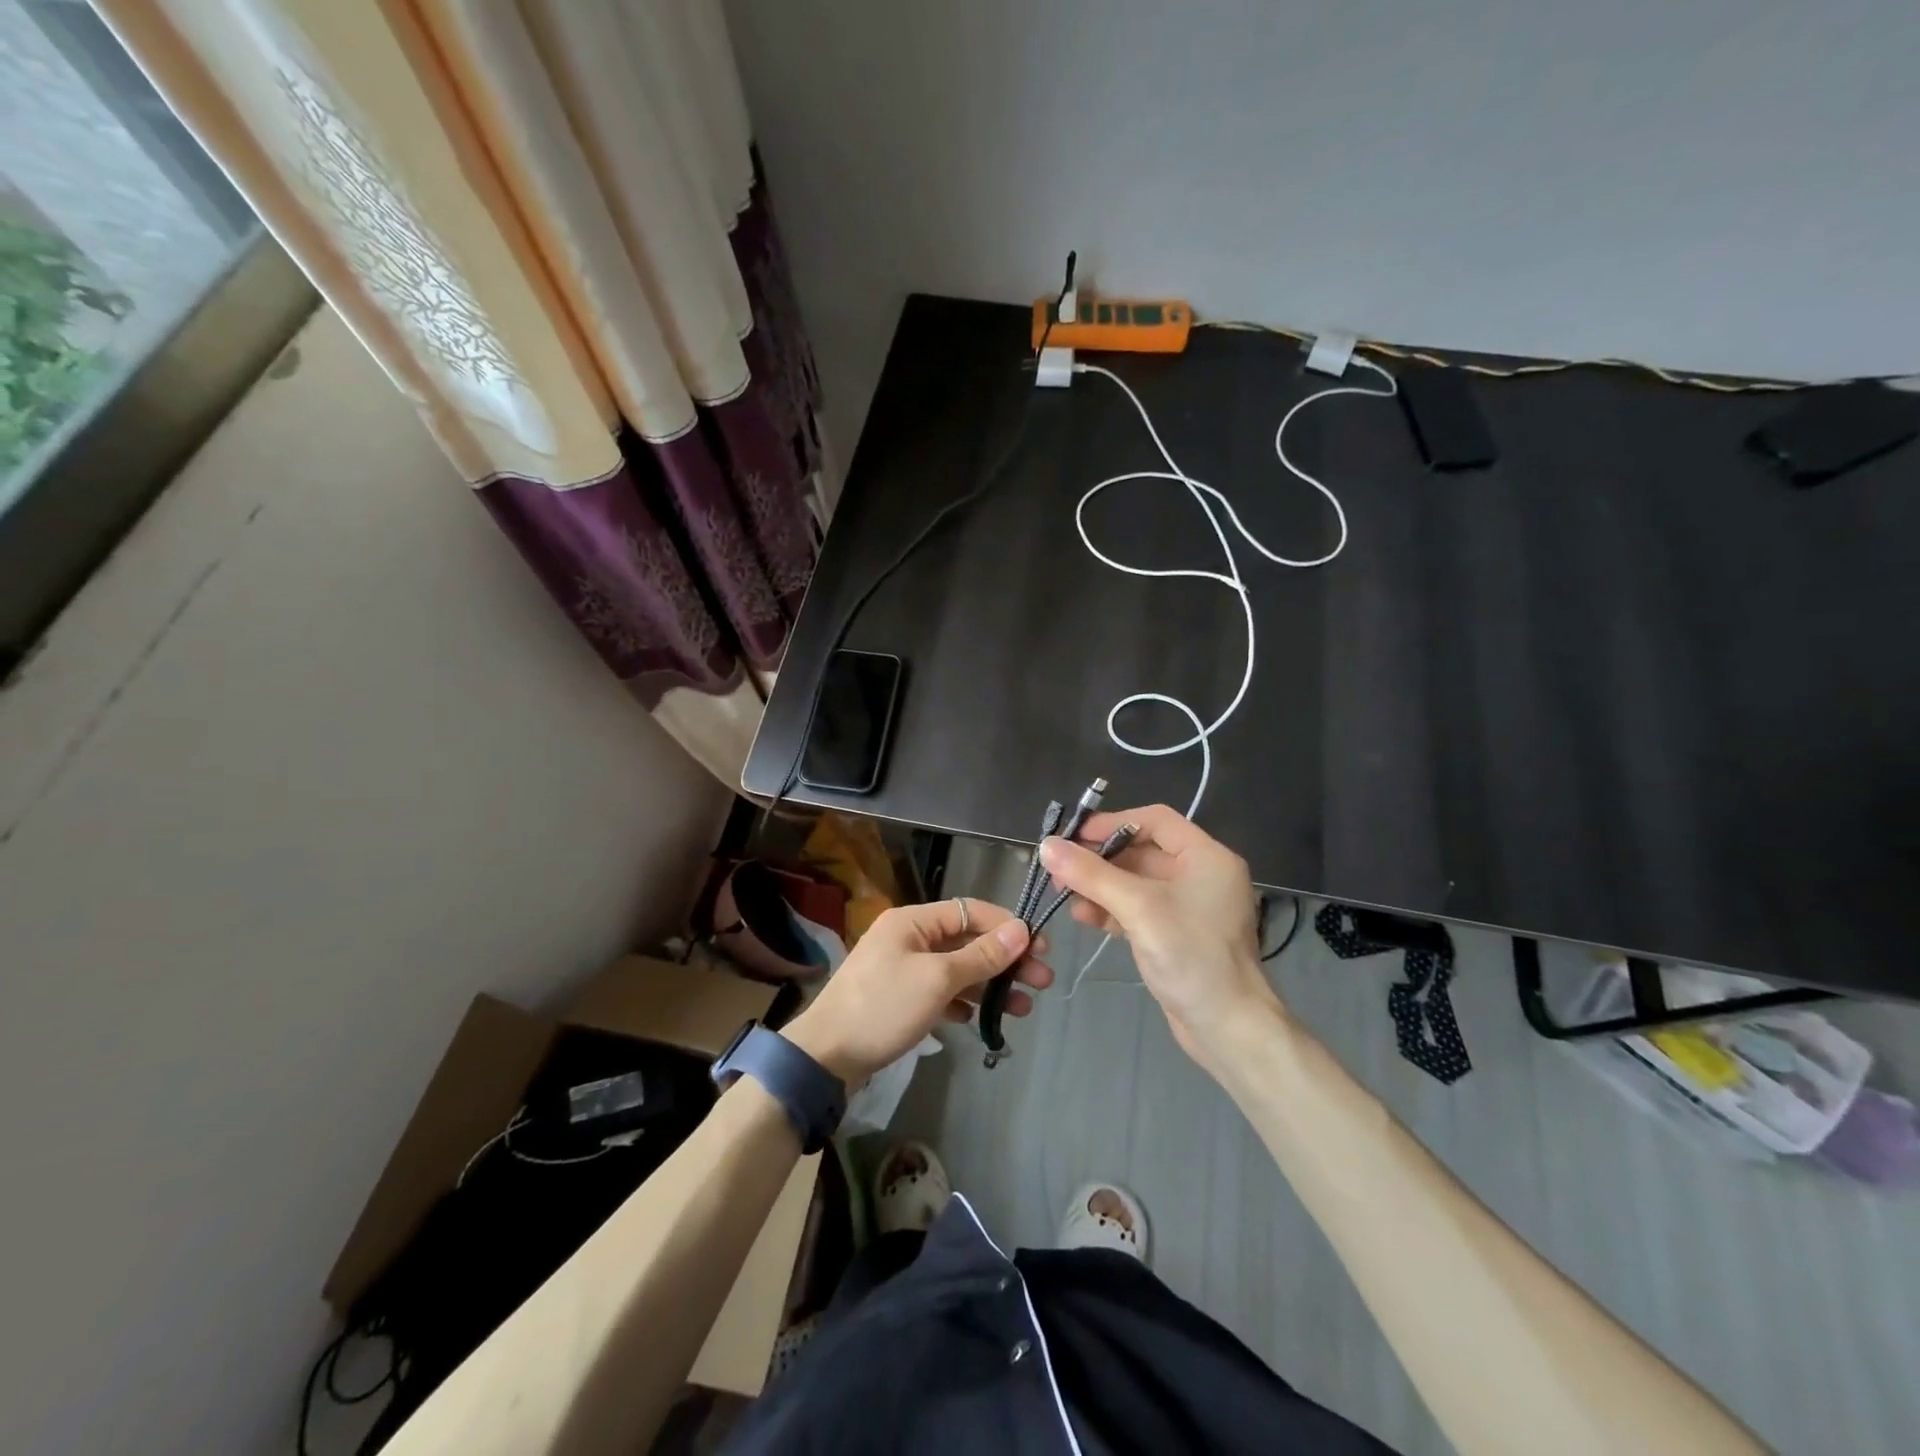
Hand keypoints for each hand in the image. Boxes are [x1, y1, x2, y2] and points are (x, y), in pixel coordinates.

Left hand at [782, 899, 1052, 1084]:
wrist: (825, 1056)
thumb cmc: (883, 1007)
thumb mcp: (937, 980)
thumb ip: (980, 956)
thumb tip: (1021, 932)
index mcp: (913, 921)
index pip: (970, 911)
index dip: (1007, 927)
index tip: (1040, 948)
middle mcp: (909, 938)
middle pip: (967, 941)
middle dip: (1005, 960)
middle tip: (1042, 982)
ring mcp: (902, 969)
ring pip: (957, 970)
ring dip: (990, 985)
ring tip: (1024, 1008)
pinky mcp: (899, 998)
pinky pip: (941, 992)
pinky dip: (963, 1002)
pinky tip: (981, 1020)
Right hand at [1038, 805, 1279, 1066]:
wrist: (1228, 1028)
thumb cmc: (1191, 956)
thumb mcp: (1138, 908)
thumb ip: (1091, 874)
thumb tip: (1047, 845)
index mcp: (1206, 856)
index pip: (1155, 820)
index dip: (1112, 823)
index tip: (1073, 836)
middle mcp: (1201, 874)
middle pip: (1142, 850)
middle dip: (1099, 859)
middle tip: (1059, 869)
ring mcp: (1189, 906)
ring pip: (1136, 882)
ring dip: (1100, 885)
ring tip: (1064, 895)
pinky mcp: (1177, 934)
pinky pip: (1139, 908)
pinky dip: (1112, 909)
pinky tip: (1083, 916)